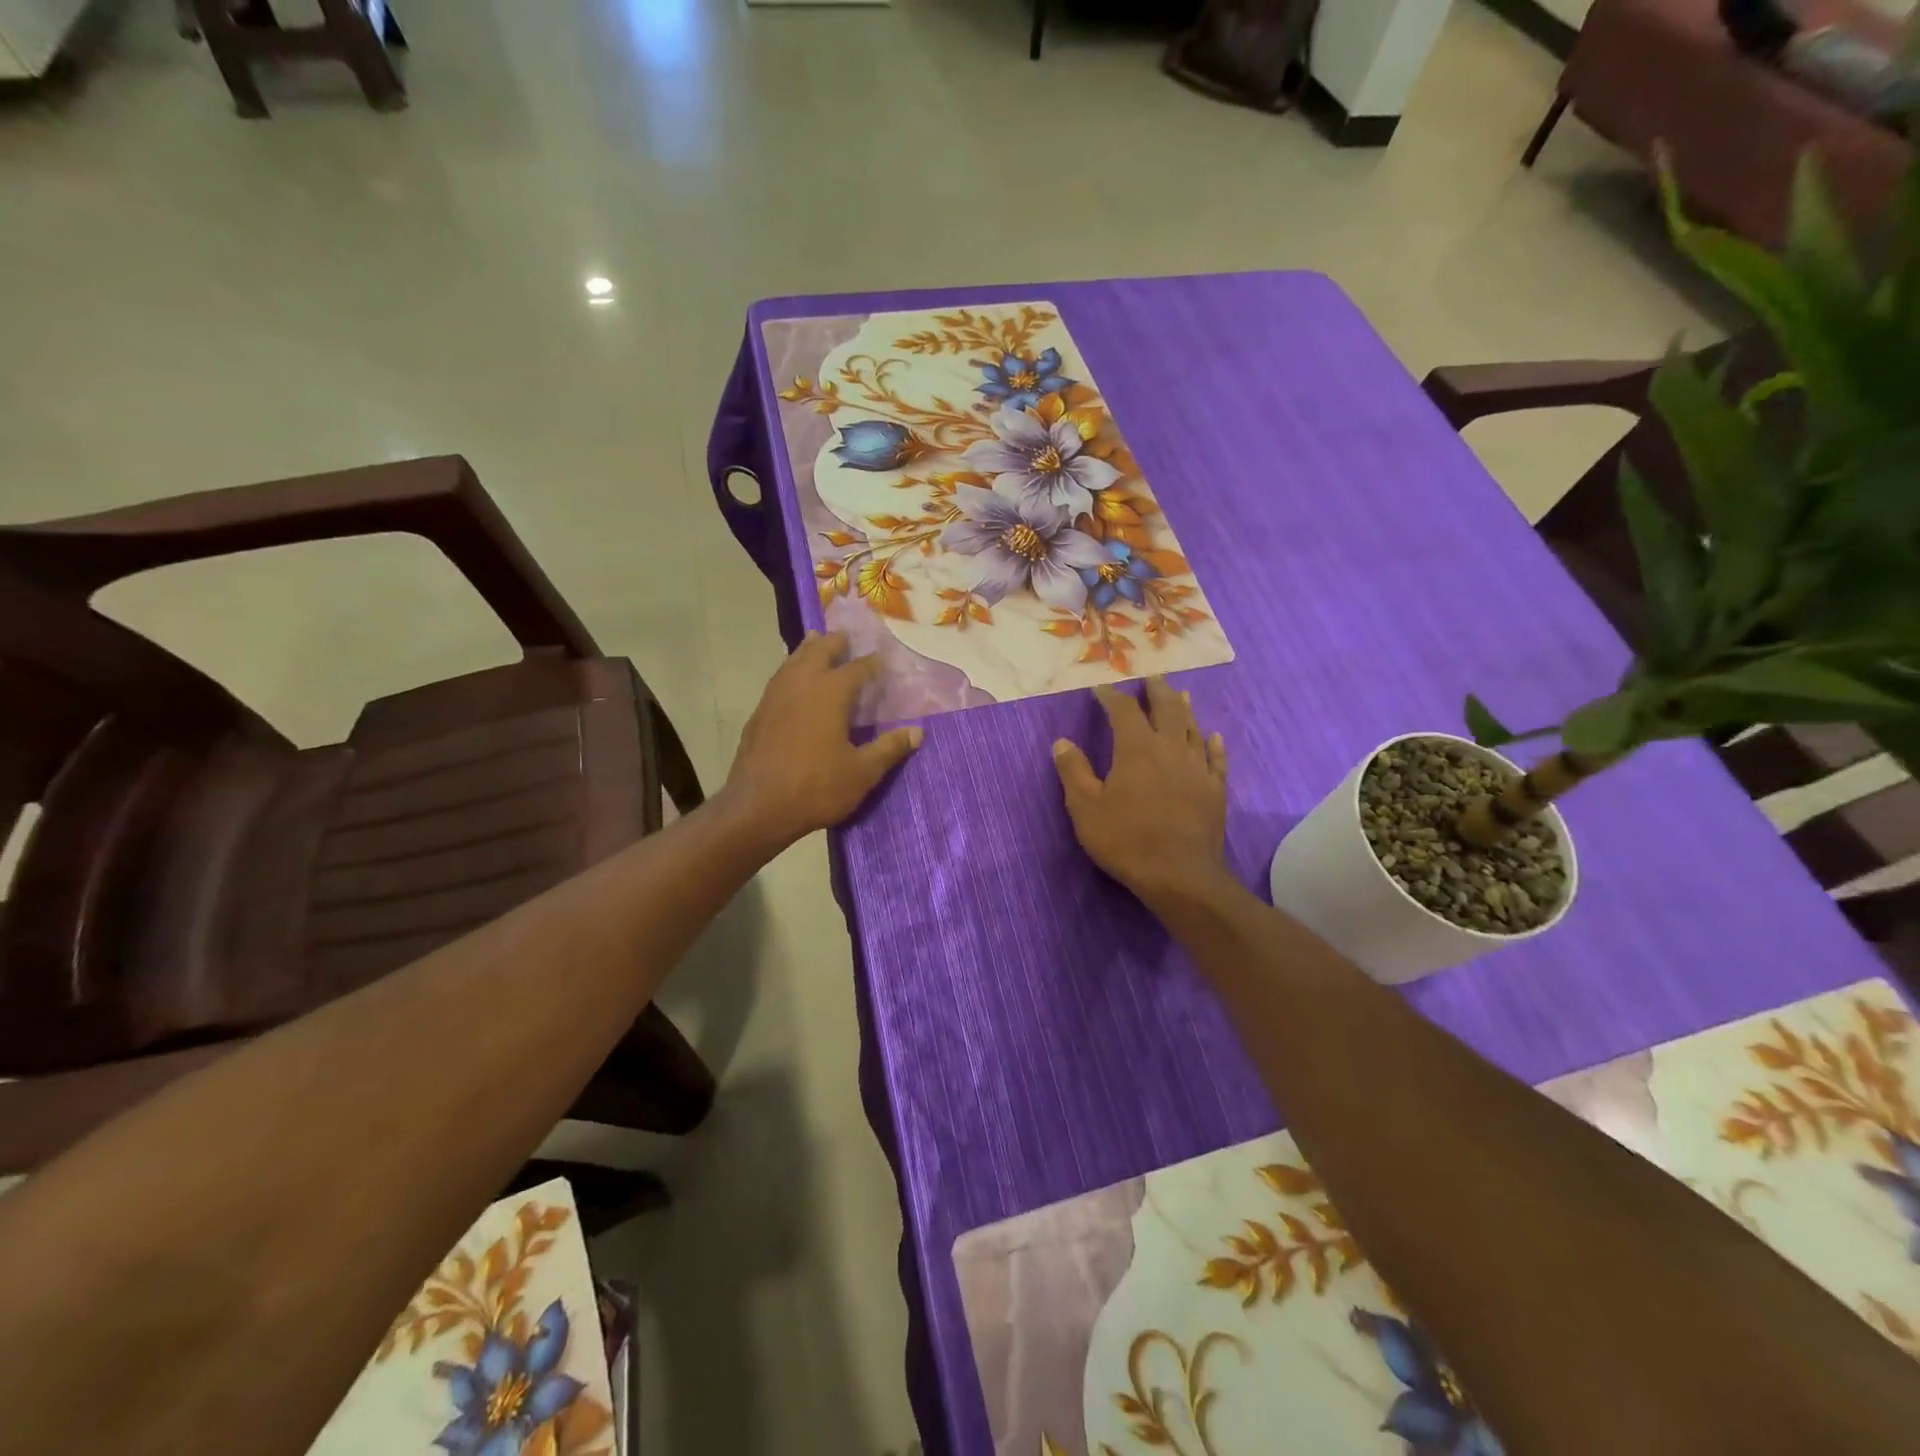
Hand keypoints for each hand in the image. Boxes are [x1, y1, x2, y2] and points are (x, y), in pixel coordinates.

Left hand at [724, 631, 921, 847]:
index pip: (858, 667)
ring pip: (794, 659)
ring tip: (817, 643)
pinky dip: (791, 670)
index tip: (883, 660)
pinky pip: (780, 678)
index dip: (873, 663)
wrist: (757, 807)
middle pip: (820, 650)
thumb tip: (917, 732)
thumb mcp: (862, 772)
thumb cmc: (816, 787)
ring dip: (809, 650)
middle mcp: (802, 683)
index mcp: (831, 692)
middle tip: (847, 637)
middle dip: (835, 642)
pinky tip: (794, 681)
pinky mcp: (760, 712)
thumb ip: (889, 749)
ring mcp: (776, 695)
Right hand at [1053, 678, 1228, 905]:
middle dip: (1157, 691)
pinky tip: (1214, 737)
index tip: (1101, 688)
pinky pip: (1216, 759)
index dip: (1112, 697)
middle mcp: (1170, 749)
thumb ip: (1073, 771)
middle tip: (1152, 677)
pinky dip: (1214, 744)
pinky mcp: (1215, 790)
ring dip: (1185, 709)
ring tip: (1181, 695)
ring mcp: (1197, 768)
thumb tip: (1061, 741)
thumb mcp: (1085, 807)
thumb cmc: (1126, 839)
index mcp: (1137, 748)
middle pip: (1166, 710)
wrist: (1179, 875)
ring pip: (1192, 729)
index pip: (1124, 711)